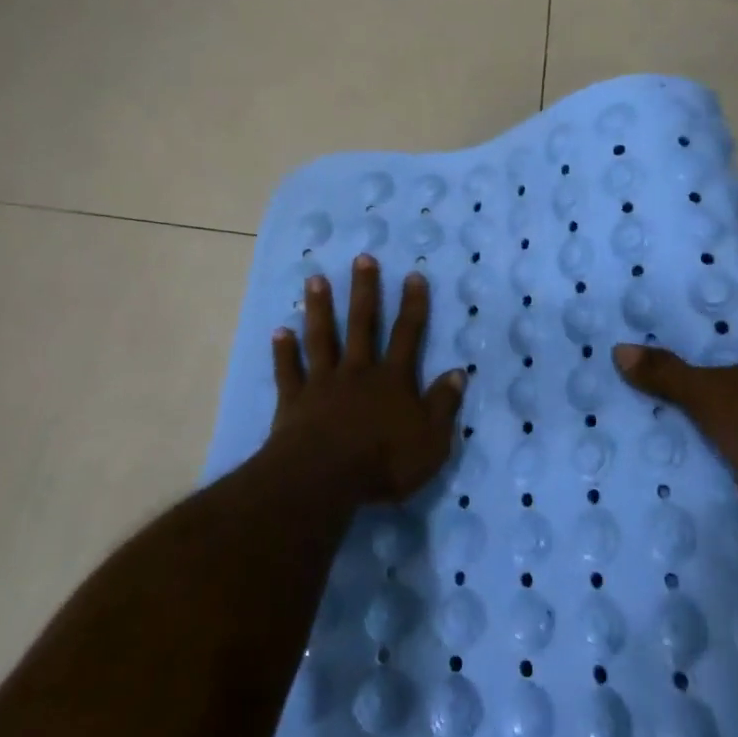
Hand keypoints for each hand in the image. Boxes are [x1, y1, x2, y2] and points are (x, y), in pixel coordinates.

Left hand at [267, 255, 465, 504]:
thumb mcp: (431, 440)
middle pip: (362, 324)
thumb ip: (443, 405)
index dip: (412, 305)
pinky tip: (279, 330)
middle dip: (364, 291)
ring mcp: (323, 383)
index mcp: (392, 380)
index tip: (412, 275)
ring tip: (315, 279)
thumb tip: (458, 372)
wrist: (323, 477)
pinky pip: (288, 371)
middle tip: (362, 258)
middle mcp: (358, 371)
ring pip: (322, 338)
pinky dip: (283, 351)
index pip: (407, 335)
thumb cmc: (384, 462)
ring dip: (320, 308)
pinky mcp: (294, 401)